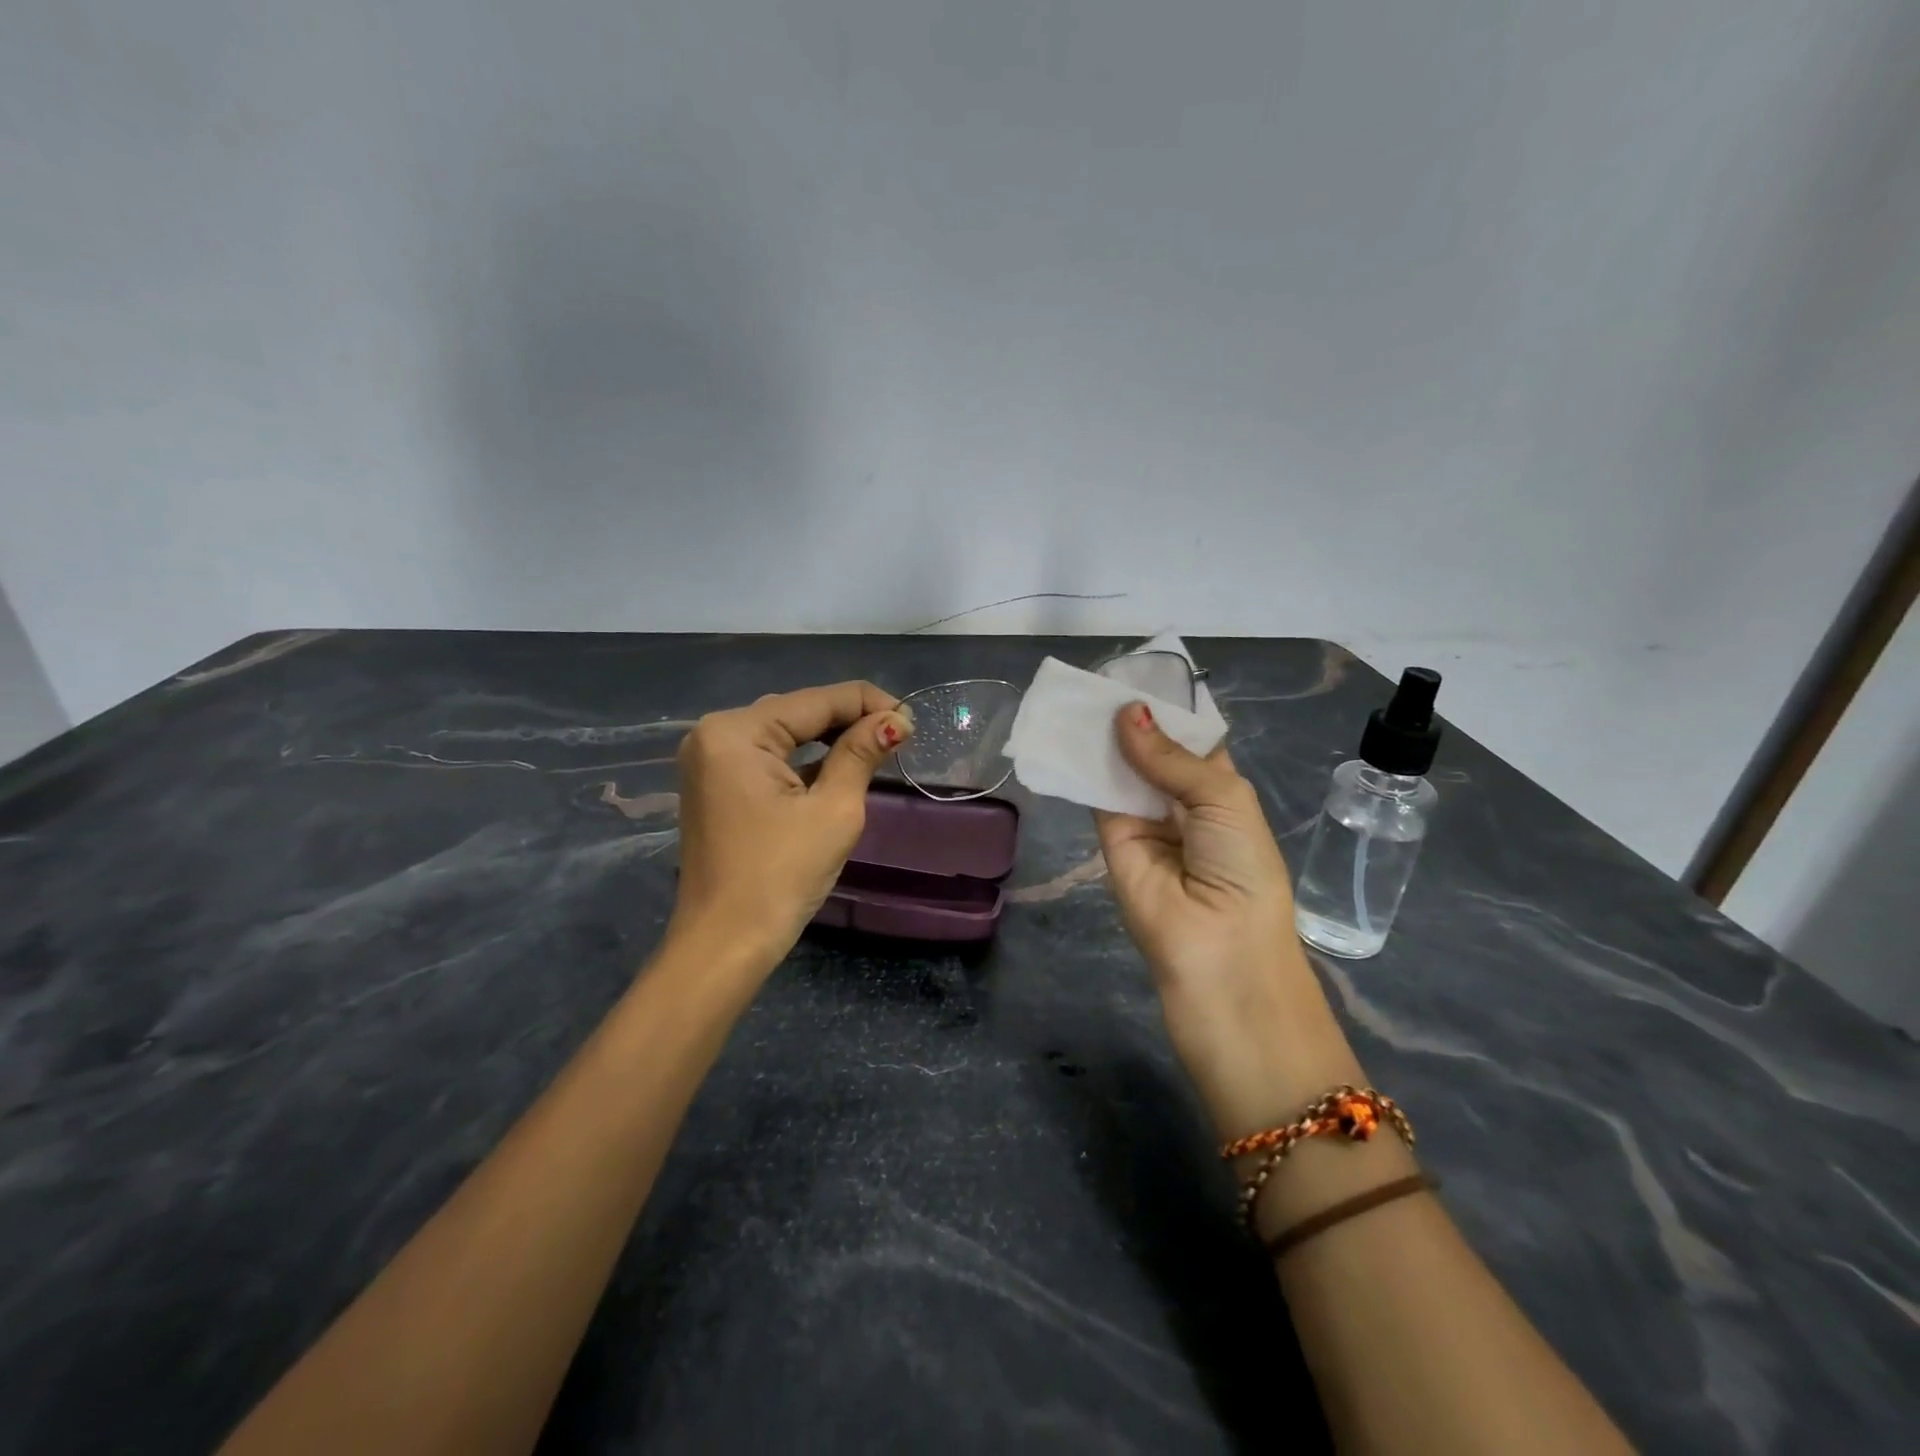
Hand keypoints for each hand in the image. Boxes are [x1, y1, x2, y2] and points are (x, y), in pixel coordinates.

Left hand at [670, 681, 914, 965]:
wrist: (726, 943)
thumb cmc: (781, 875)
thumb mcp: (833, 810)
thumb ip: (861, 753)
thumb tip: (897, 720)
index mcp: (735, 732)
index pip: (816, 701)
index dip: (868, 703)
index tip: (912, 719)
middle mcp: (714, 734)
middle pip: (796, 711)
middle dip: (849, 719)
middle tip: (900, 734)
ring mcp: (710, 760)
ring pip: (783, 733)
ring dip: (829, 737)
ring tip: (878, 745)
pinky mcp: (716, 785)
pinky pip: (767, 757)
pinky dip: (804, 758)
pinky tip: (839, 763)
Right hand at [1095, 703, 1360, 1136]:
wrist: (1218, 957)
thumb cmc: (1243, 872)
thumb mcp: (1223, 800)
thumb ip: (1170, 757)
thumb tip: (1126, 712)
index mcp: (1220, 790)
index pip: (1191, 739)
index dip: (1170, 707)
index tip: (1140, 671)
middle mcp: (1180, 801)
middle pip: (1151, 749)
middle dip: (1132, 717)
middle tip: (1100, 674)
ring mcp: (1143, 820)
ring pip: (1120, 768)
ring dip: (1104, 737)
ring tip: (1080, 691)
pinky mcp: (1109, 839)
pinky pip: (1095, 795)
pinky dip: (1082, 765)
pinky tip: (1070, 729)